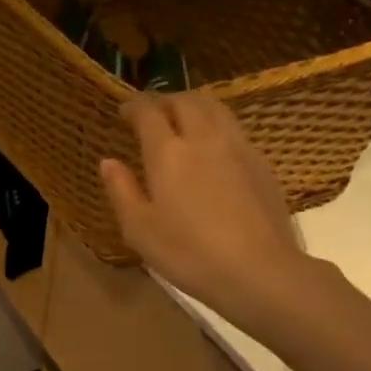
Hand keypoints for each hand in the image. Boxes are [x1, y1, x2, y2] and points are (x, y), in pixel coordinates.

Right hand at [99, 94, 318, 335]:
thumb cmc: (188, 253)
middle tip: (151, 113)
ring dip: (193, 106)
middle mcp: (204, 138)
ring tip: (181, 120)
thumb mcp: (139, 229)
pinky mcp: (261, 163)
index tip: (123, 111)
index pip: (148, 112)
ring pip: (215, 107)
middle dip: (164, 100)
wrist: (259, 270)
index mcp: (168, 152)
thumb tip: (108, 161)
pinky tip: (212, 147)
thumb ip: (121, 190)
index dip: (133, 105)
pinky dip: (216, 124)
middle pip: (185, 100)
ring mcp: (238, 147)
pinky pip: (234, 128)